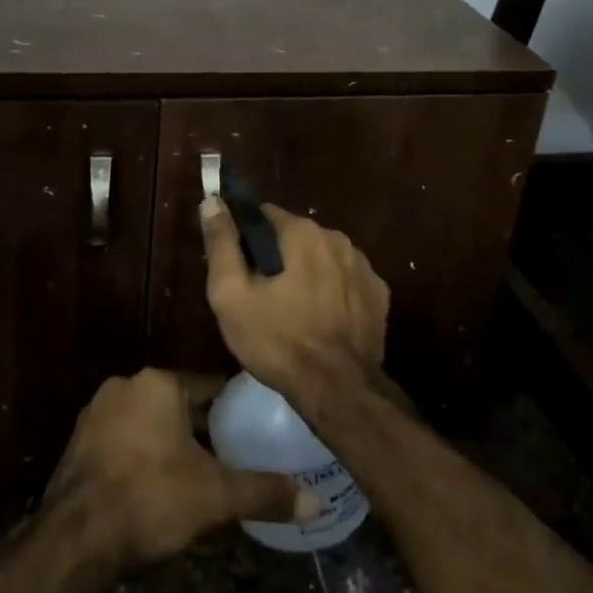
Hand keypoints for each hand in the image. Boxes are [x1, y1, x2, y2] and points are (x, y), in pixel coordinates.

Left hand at [43, 369, 318, 565]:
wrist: (75, 538)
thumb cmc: (150, 499)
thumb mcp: (214, 496)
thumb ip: (264, 492)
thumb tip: (315, 502)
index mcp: (158, 383)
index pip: (208, 386)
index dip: (233, 408)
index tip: (254, 426)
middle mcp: (126, 385)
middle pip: (177, 403)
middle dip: (202, 428)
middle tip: (231, 455)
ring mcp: (97, 412)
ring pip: (149, 421)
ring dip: (170, 441)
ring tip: (198, 473)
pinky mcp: (78, 443)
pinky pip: (124, 440)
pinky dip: (143, 455)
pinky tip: (157, 486)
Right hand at [201, 197, 389, 400]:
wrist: (339, 391)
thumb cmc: (278, 341)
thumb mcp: (232, 295)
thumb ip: (221, 243)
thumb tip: (212, 201)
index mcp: (301, 232)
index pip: (264, 215)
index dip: (247, 238)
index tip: (239, 267)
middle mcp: (337, 237)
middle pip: (295, 236)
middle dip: (278, 257)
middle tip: (262, 295)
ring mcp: (363, 266)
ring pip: (322, 258)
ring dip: (307, 273)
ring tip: (292, 311)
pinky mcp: (379, 294)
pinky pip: (346, 281)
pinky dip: (333, 292)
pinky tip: (322, 321)